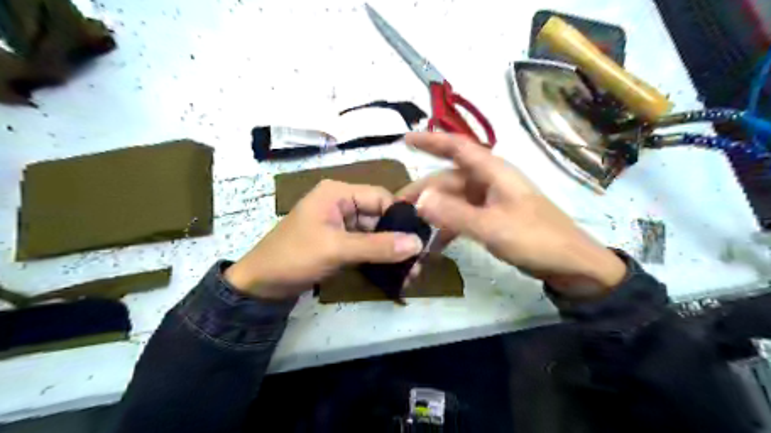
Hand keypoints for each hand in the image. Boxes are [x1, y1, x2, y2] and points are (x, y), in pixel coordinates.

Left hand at [224, 181, 426, 299]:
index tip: (421, 239)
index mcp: (338, 193)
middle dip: (399, 239)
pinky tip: (395, 273)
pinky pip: (366, 246)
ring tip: (411, 272)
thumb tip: (418, 243)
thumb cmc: (294, 257)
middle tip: (419, 261)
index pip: (380, 197)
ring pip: (375, 234)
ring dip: (392, 252)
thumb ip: (377, 246)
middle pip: (380, 216)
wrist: (260, 286)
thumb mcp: (336, 249)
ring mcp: (341, 225)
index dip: (401, 216)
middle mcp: (342, 204)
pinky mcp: (340, 243)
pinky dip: (379, 258)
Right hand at [397, 132, 625, 296]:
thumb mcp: (492, 228)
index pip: (457, 148)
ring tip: (412, 228)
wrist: (572, 265)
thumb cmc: (535, 239)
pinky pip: (463, 216)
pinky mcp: (493, 217)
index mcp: (493, 172)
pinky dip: (448, 227)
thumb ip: (454, 214)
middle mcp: (490, 181)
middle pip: (449, 179)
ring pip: (454, 200)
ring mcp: (491, 200)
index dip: (431, 141)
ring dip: (434, 212)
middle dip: (423, 191)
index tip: (405, 140)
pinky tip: (435, 244)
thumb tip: (420, 199)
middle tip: (397, 208)